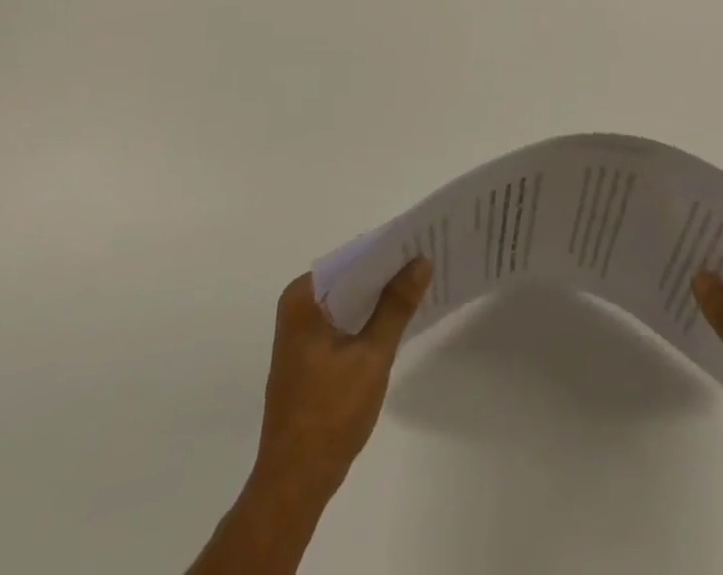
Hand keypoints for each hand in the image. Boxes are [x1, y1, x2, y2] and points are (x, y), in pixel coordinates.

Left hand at [190, 260, 431, 574]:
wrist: (294, 482)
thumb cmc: (330, 415)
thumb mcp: (372, 356)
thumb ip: (396, 306)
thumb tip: (422, 261)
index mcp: (303, 298)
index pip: (352, 258)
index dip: (388, 249)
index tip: (421, 241)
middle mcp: (297, 305)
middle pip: (350, 275)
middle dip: (386, 270)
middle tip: (428, 259)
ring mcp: (301, 329)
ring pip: (348, 297)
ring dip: (379, 293)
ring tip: (420, 281)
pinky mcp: (309, 350)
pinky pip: (343, 317)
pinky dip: (367, 315)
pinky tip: (397, 316)